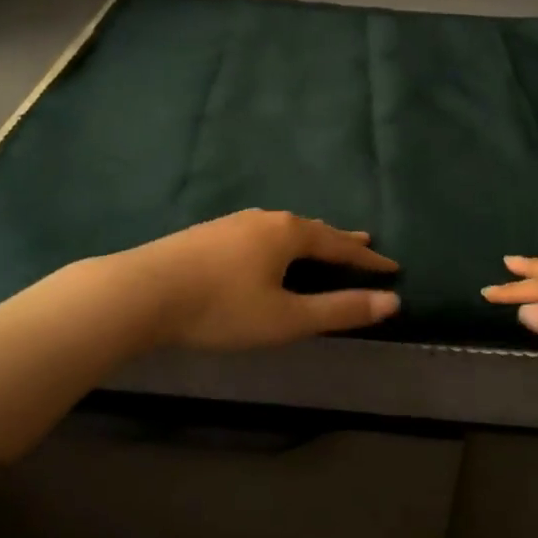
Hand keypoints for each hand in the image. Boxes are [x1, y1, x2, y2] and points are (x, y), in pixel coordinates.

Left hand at [105, 209, 399, 351]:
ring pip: (283, 228)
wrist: (144, 291)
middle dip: (340, 241)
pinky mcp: (210, 233)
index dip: (367, 260)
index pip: (339, 245)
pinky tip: (267, 249)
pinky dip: (280, 241)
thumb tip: (391, 302)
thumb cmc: (222, 308)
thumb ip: (339, 310)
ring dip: (309, 239)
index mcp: (289, 234)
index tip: (393, 267)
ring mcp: (234, 223)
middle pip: (313, 229)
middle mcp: (266, 219)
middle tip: (364, 243)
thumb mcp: (287, 318)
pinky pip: (260, 233)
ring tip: (320, 244)